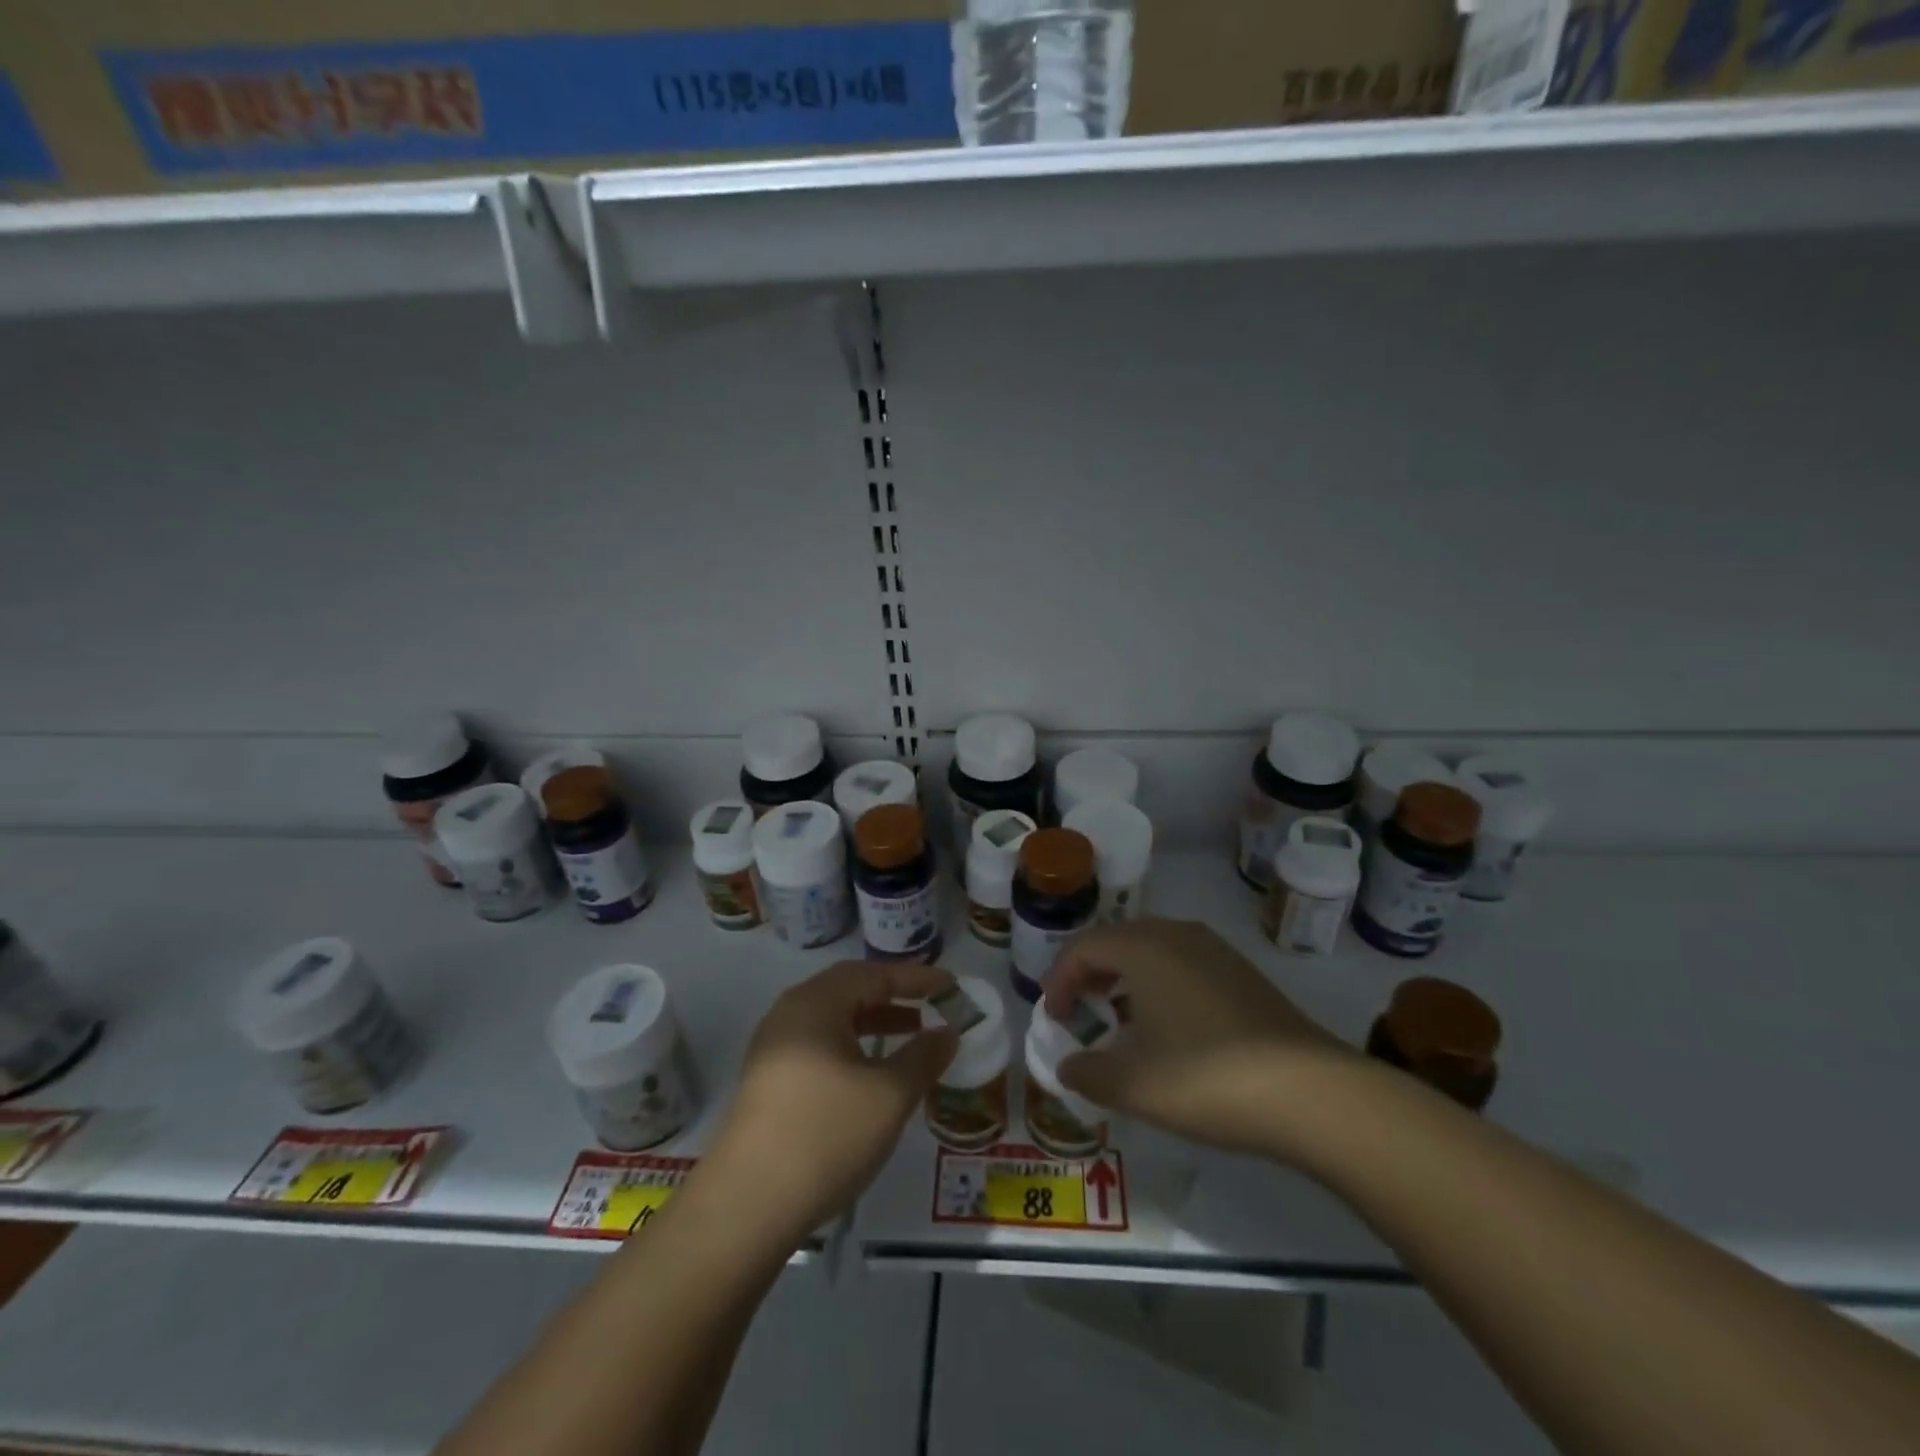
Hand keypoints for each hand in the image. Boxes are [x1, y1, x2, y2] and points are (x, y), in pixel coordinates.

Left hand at [714, 961, 958, 1238]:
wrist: (746, 1206)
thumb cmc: (826, 1135)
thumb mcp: (889, 1095)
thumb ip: (923, 1057)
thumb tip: (948, 1032)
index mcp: (816, 1003)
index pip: (874, 974)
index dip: (916, 978)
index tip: (951, 985)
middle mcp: (789, 1013)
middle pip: (848, 990)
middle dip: (893, 996)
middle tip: (930, 1006)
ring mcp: (773, 1047)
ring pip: (832, 1020)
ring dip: (873, 1022)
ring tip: (911, 1037)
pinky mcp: (766, 1080)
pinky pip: (818, 1045)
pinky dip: (852, 1047)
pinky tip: (871, 1074)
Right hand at [1044, 918, 1356, 1156]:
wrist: (1311, 1092)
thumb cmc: (1206, 1078)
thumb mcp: (1133, 1084)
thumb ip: (1087, 1072)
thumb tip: (1066, 1066)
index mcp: (1143, 946)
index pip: (1083, 948)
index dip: (1058, 981)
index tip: (1053, 1019)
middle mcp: (1176, 934)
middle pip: (1116, 941)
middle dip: (1090, 976)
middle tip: (1079, 1014)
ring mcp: (1215, 950)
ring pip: (1151, 952)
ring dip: (1125, 981)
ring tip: (1118, 1023)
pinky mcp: (1242, 972)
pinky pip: (1182, 965)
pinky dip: (1158, 986)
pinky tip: (1167, 1029)